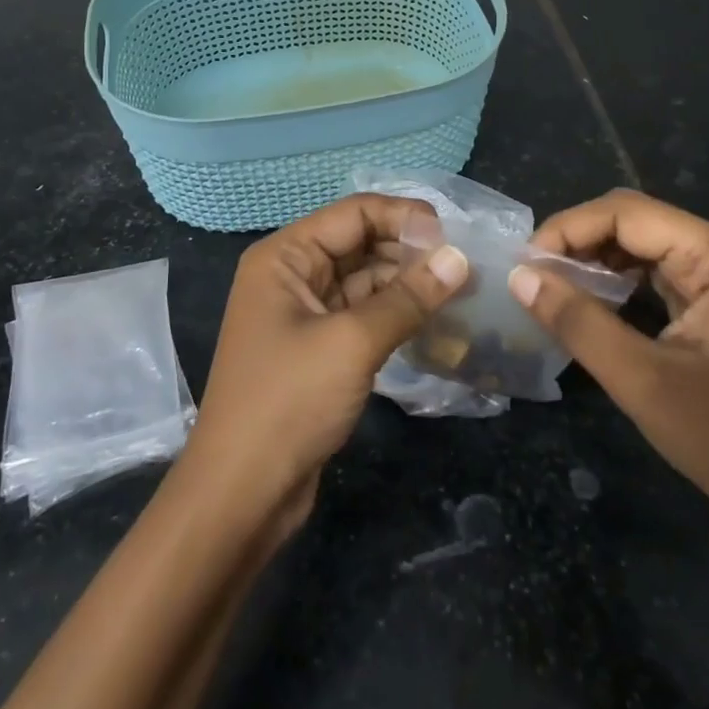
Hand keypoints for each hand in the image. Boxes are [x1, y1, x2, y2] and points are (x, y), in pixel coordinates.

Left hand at [186, 194, 469, 526]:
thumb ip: (408, 297)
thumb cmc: (288, 402)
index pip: (353, 213)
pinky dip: (396, 314)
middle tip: (466, 266)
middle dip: (410, 251)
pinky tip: (435, 320)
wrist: (242, 494)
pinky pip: (363, 314)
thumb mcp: (353, 343)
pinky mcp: (319, 348)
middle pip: (360, 243)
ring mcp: (304, 314)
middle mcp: (291, 275)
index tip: (454, 236)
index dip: (404, 217)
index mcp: (285, 256)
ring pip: (365, 281)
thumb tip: (460, 258)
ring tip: (461, 290)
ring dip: (408, 284)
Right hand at [509, 189, 708, 547]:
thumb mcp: (642, 380)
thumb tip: (518, 275)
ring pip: (640, 246)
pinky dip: (614, 283)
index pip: (628, 213)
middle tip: (533, 277)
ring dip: (593, 262)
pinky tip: (586, 304)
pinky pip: (652, 274)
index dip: (570, 228)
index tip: (526, 263)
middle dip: (578, 242)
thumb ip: (578, 322)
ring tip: (551, 290)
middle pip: (634, 222)